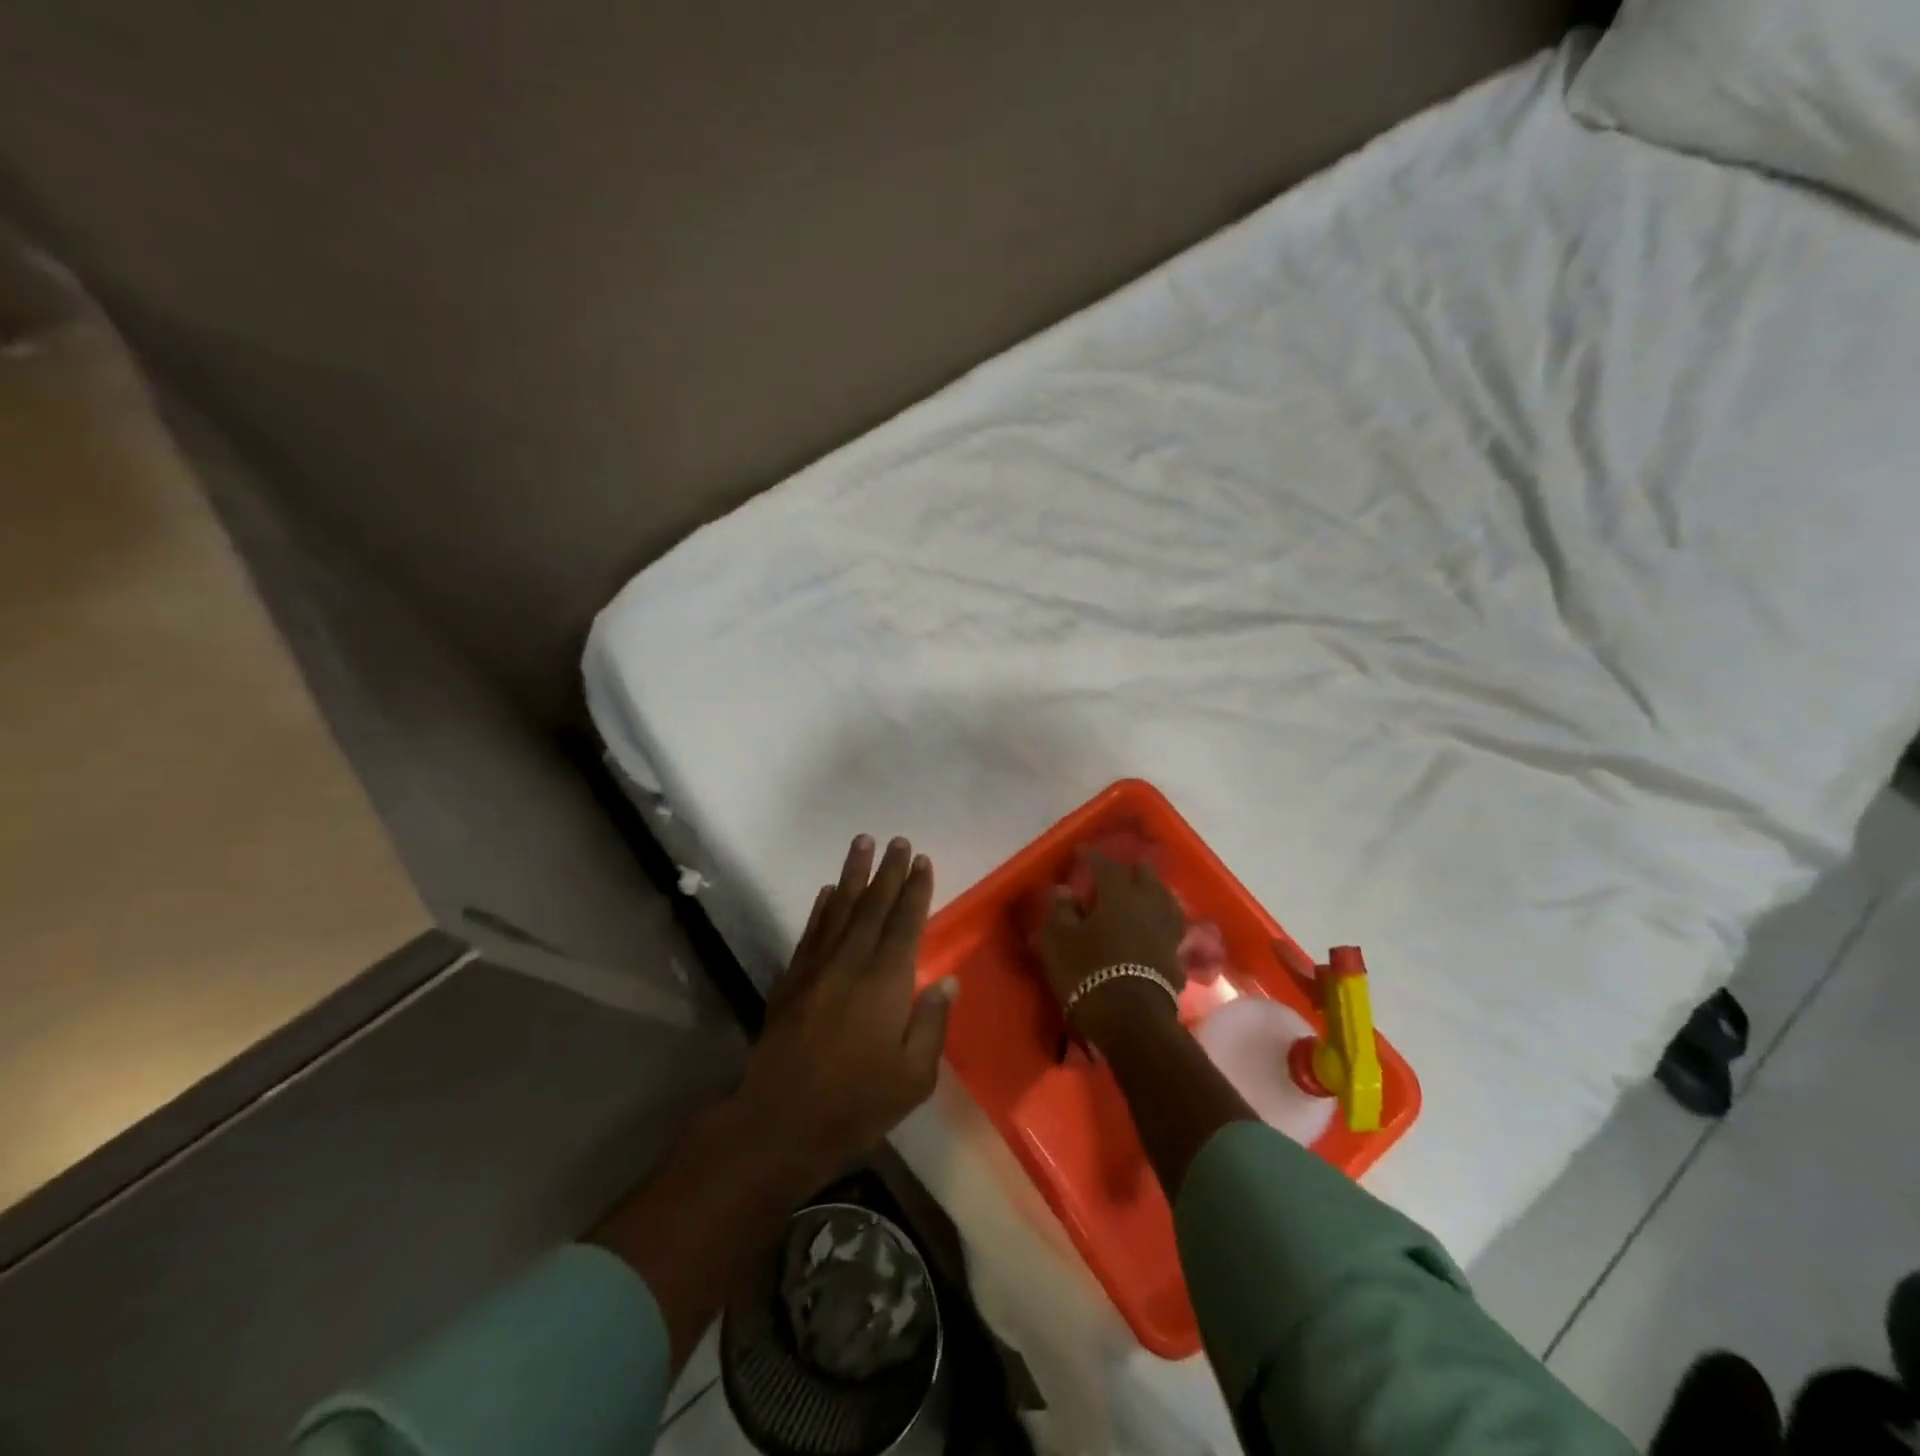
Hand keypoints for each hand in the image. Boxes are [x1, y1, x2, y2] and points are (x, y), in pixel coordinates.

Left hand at [733, 835, 956, 1180]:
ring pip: (840, 910)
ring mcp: (817, 969)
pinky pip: (811, 933)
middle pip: (873, 906)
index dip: (915, 890)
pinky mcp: (792, 981)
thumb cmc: (857, 1104)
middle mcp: (852, 964)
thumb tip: (947, 980)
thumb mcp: (914, 1078)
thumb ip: (932, 1024)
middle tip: (897, 840)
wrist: (780, 1123)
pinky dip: (822, 909)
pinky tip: (829, 892)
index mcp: (887, 983)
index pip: (905, 924)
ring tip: (862, 842)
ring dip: (853, 875)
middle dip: (888, 871)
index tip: (921, 860)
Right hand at [1038, 853, 1185, 1030]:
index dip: (1093, 857)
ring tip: (1147, 893)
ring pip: (1165, 902)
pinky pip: (1171, 931)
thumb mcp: (1059, 941)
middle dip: (1134, 870)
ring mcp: (1166, 933)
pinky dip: (1162, 924)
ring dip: (1155, 893)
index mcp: (1118, 896)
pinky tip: (1156, 929)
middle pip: (1146, 879)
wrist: (1131, 1021)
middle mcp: (1147, 907)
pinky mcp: (1176, 959)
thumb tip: (1063, 891)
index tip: (1082, 852)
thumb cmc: (1088, 973)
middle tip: (1122, 869)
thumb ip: (1060, 912)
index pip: (1106, 867)